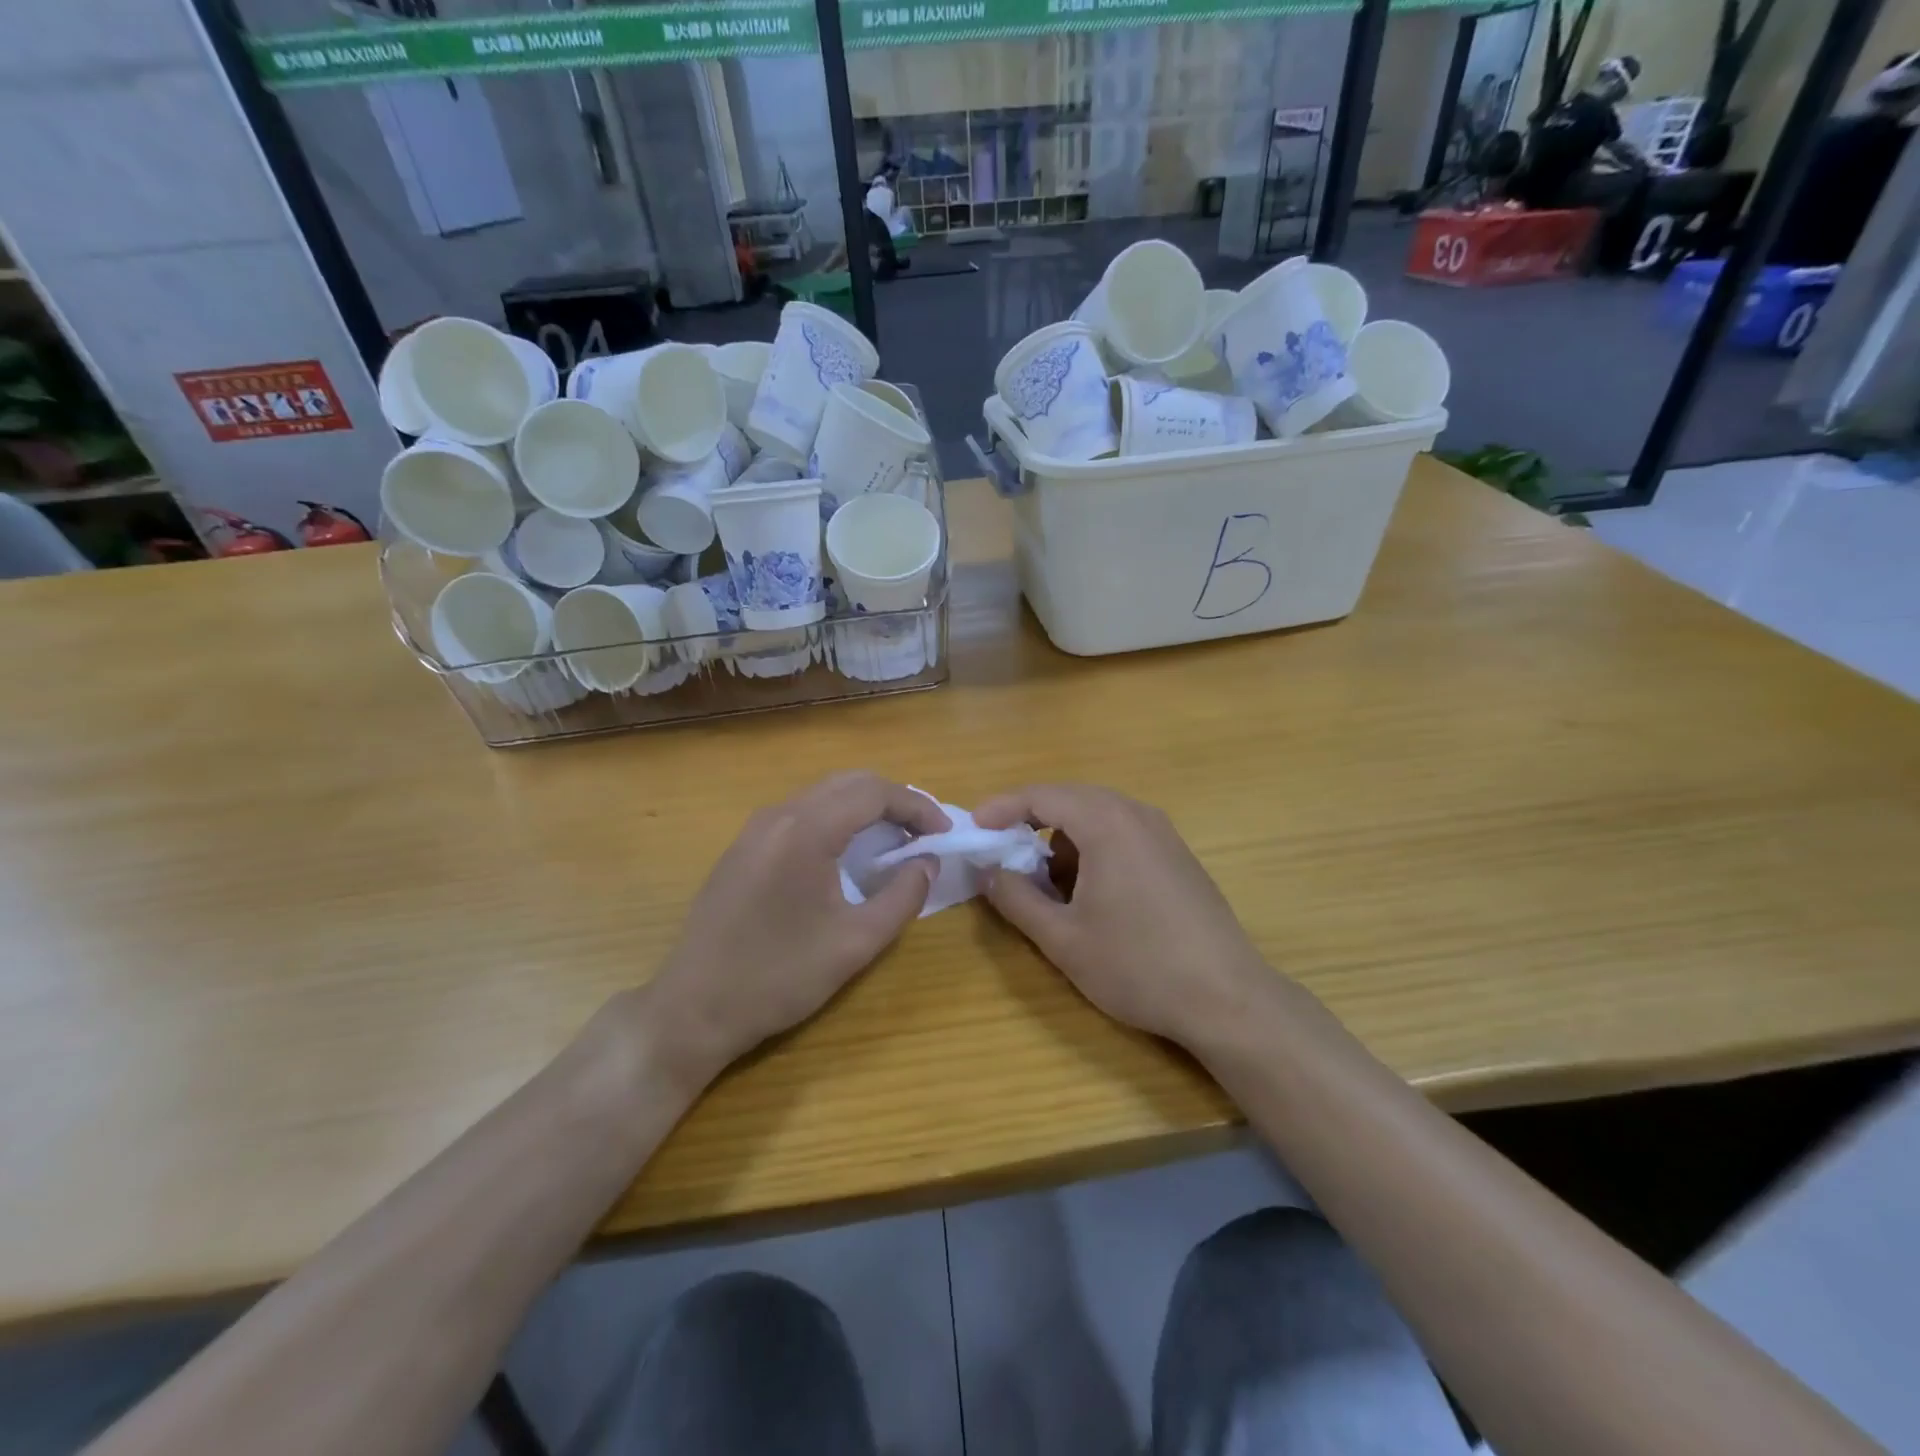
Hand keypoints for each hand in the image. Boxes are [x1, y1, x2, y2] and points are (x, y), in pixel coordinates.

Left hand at [647, 773, 948, 1081]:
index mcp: (805, 831)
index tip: (944, 833)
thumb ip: (902, 896)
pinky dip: (836, 819)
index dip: (917, 806)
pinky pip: (800, 813)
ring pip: (823, 794)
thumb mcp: (855, 943)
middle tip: (924, 833)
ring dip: (864, 807)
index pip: (874, 792)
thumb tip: (927, 863)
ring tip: (894, 840)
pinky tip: (847, 853)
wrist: (693, 1008)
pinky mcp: (743, 847)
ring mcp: (755, 829)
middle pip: (849, 782)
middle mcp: (778, 815)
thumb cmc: (778, 978)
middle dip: (894, 800)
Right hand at [974, 784, 1273, 1048]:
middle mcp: (1137, 814)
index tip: (974, 829)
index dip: (1001, 808)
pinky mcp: (1177, 855)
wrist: (1228, 998)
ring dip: (1063, 838)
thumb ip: (1017, 899)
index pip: (1042, 795)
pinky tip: (1088, 892)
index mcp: (1107, 823)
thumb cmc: (1138, 965)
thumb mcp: (1063, 939)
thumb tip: (989, 872)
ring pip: (1098, 816)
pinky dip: (1093, 849)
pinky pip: (1122, 833)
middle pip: (1070, 799)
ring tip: (1045, 882)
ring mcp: (1163, 833)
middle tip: (1001, 851)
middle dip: (1030, 821)